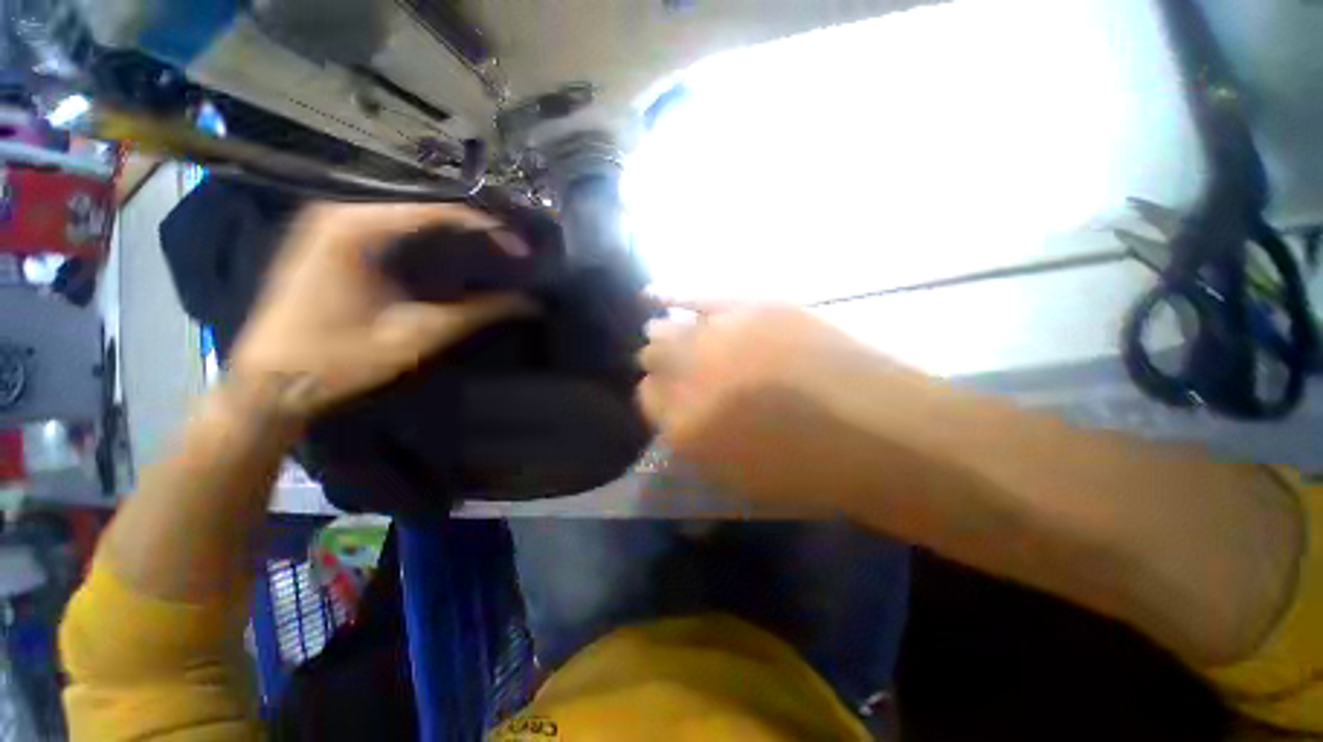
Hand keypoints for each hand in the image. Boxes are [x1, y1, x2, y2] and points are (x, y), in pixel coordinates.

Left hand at [230, 204, 530, 416]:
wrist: (270, 381)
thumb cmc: (340, 358)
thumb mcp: (419, 334)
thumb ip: (479, 313)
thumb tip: (529, 303)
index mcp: (358, 227)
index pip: (439, 212)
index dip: (488, 228)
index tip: (521, 249)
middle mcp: (342, 211)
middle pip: (424, 209)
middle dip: (473, 231)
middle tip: (511, 253)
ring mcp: (331, 223)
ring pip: (408, 218)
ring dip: (452, 237)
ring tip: (492, 255)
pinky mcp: (328, 239)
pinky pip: (389, 229)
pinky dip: (425, 242)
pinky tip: (450, 259)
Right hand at [638, 303, 932, 508]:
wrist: (877, 430)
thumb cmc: (807, 470)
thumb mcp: (737, 476)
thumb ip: (693, 443)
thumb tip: (673, 411)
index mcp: (684, 427)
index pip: (647, 399)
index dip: (655, 397)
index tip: (669, 399)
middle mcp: (690, 378)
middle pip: (653, 360)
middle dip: (658, 365)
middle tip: (675, 371)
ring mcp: (720, 338)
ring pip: (668, 330)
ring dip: (664, 336)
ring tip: (662, 334)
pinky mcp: (753, 308)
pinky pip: (699, 298)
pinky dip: (673, 295)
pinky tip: (653, 295)